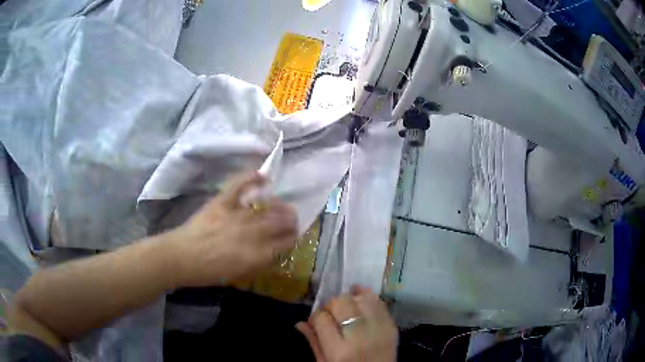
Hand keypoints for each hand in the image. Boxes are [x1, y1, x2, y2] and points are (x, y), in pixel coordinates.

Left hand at [167, 172, 297, 286]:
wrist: (182, 258)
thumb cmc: (210, 272)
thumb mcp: (240, 274)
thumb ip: (260, 262)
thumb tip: (273, 250)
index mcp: (257, 255)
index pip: (285, 243)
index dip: (292, 238)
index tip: (293, 235)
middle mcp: (251, 233)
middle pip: (279, 222)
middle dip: (290, 220)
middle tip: (292, 218)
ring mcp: (236, 214)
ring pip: (266, 206)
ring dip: (279, 205)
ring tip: (283, 204)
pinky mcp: (221, 202)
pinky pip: (238, 185)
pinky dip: (250, 178)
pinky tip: (262, 176)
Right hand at [296, 286, 397, 361]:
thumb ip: (314, 343)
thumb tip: (300, 323)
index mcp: (339, 351)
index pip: (322, 319)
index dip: (316, 316)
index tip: (316, 321)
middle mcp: (359, 337)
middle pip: (342, 304)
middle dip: (332, 305)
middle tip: (331, 314)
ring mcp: (379, 330)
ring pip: (361, 299)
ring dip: (351, 300)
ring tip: (347, 307)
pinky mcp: (392, 327)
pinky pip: (380, 303)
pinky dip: (368, 297)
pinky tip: (360, 297)